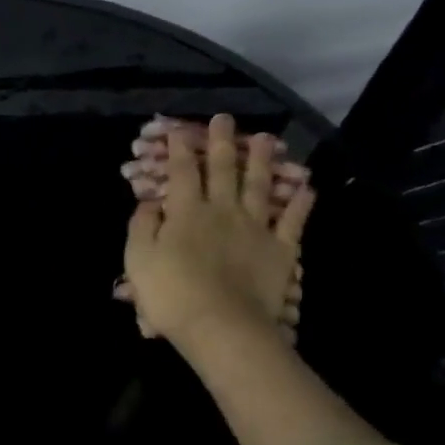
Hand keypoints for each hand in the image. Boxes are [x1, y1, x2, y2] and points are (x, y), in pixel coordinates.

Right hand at [123, 114, 315, 347]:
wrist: (220, 324)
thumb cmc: (170, 294)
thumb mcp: (138, 260)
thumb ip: (141, 227)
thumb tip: (149, 201)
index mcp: (186, 212)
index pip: (182, 172)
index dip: (179, 150)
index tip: (178, 131)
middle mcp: (223, 210)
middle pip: (223, 170)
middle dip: (221, 143)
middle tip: (224, 119)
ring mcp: (255, 228)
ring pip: (259, 186)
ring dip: (262, 160)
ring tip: (266, 138)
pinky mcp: (280, 249)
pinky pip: (293, 221)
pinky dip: (300, 203)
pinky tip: (306, 187)